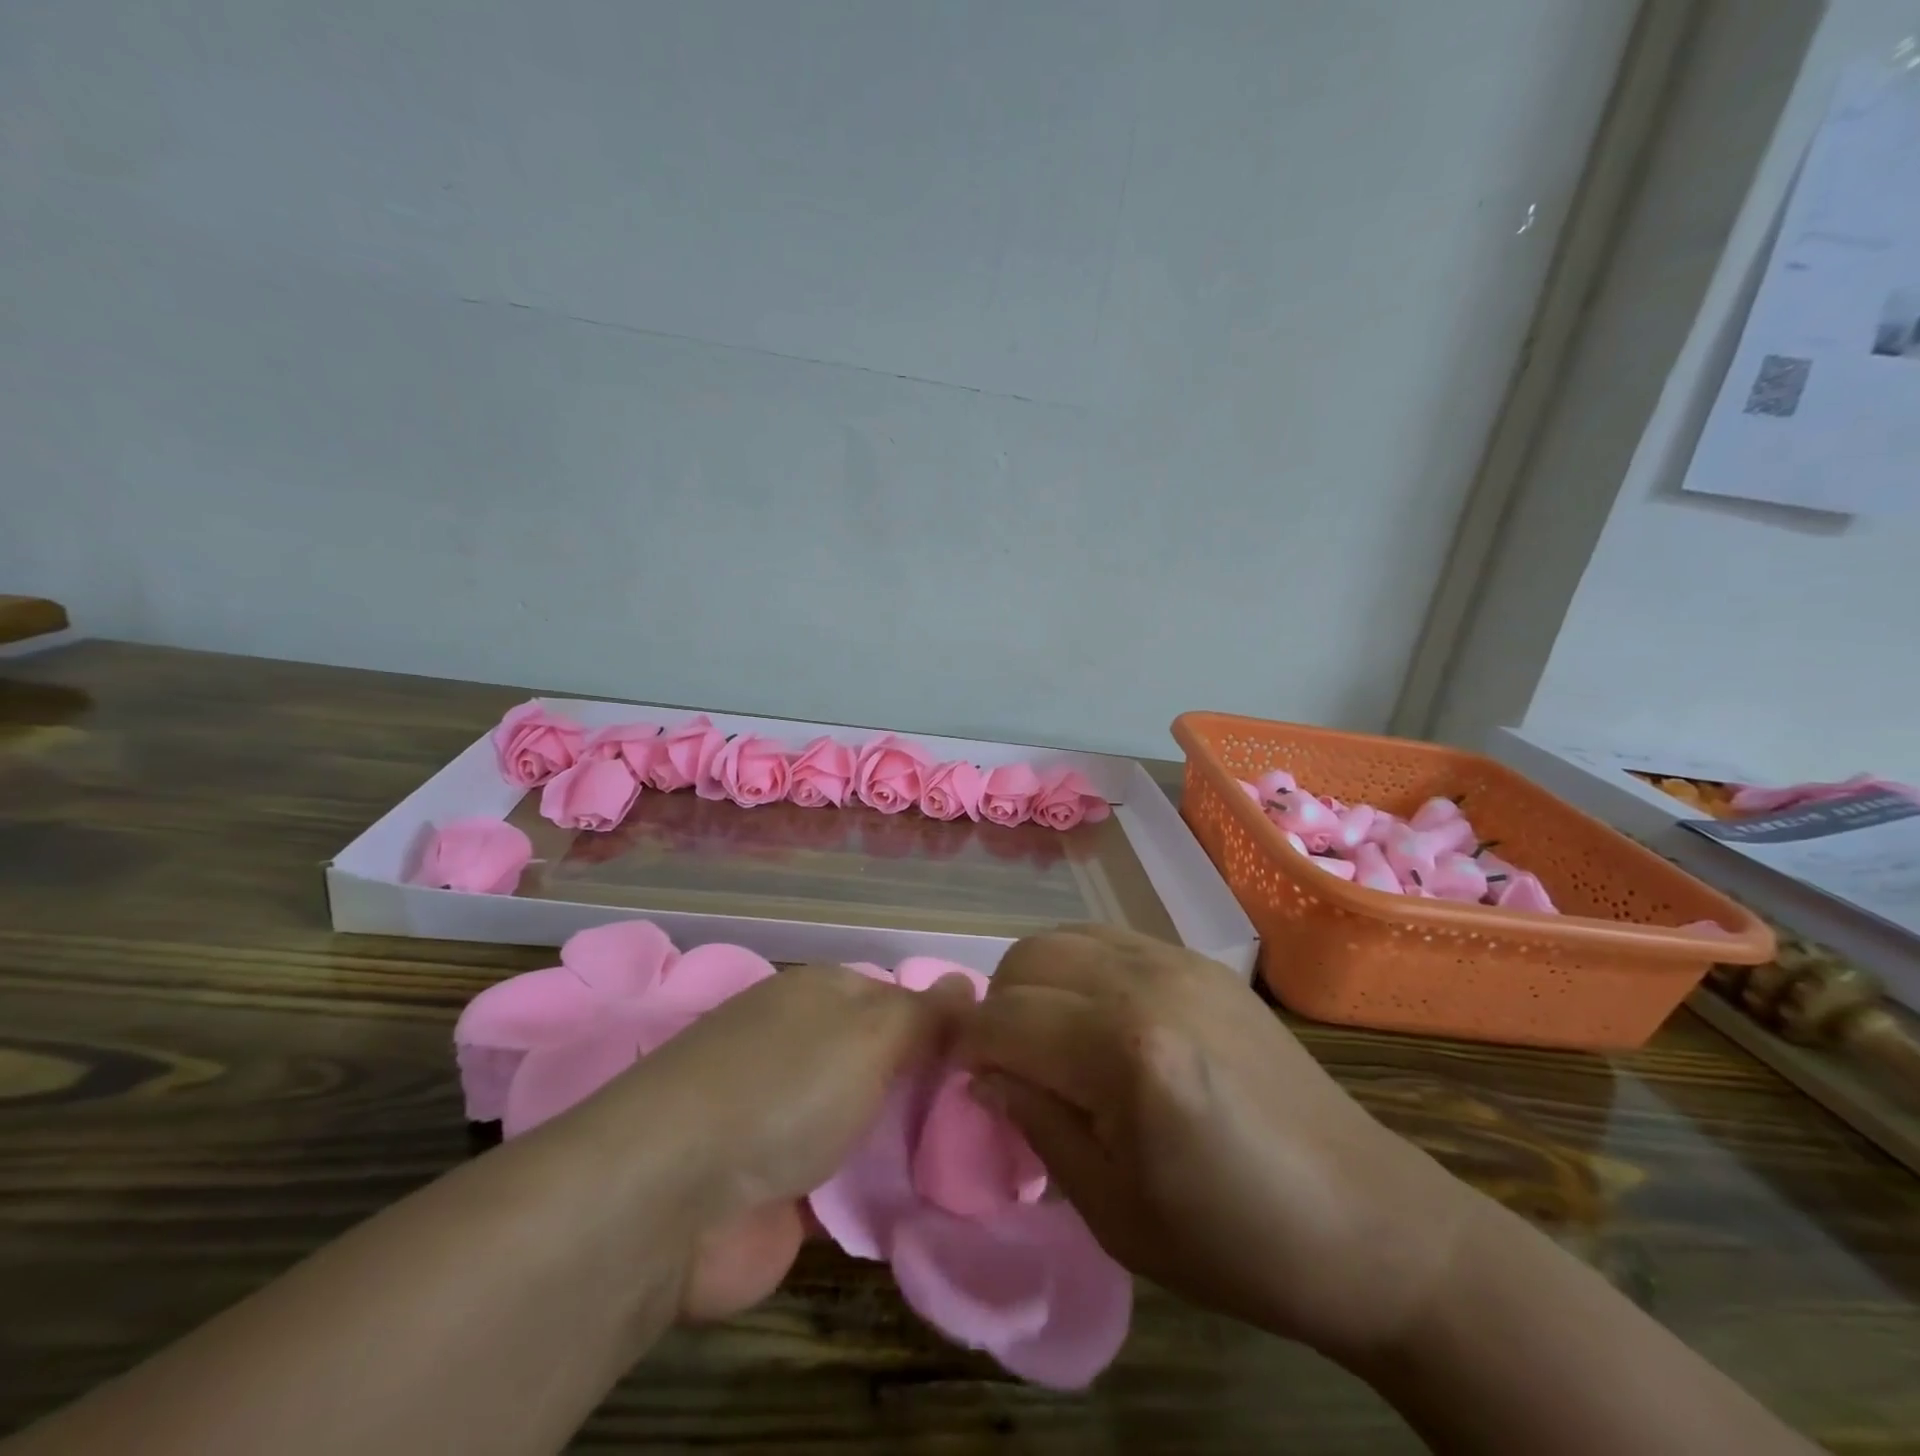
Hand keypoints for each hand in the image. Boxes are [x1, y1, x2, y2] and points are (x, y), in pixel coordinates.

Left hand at [614, 964, 970, 1321]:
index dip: (945, 1026)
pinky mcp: (783, 1191)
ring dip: (913, 1142)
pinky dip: (883, 1191)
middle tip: (998, 1119)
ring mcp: (790, 1121)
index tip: (993, 1060)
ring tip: (986, 1164)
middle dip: (934, 1089)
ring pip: (871, 1123)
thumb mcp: (870, 1031)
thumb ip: (925, 1014)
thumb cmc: (785, 1086)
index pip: (898, 999)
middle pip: (886, 1063)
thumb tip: (968, 982)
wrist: (675, 1197)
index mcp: (820, 996)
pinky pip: (851, 1183)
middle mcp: (804, 1049)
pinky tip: (935, 1202)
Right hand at [960, 925, 1477, 1359]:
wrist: (1366, 1220)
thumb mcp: (1113, 1210)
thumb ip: (1035, 1123)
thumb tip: (983, 1075)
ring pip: (1062, 937)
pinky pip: (1109, 938)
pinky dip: (1079, 968)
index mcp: (1125, 1052)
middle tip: (1011, 1068)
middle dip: (998, 1010)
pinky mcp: (1201, 961)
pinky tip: (1098, 1018)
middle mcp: (1146, 983)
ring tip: (1051, 1039)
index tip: (968, 1085)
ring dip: (1036, 982)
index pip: (1003, 1019)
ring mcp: (1178, 961)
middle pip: (1026, 959)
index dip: (968, 1051)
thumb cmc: (1234, 1242)